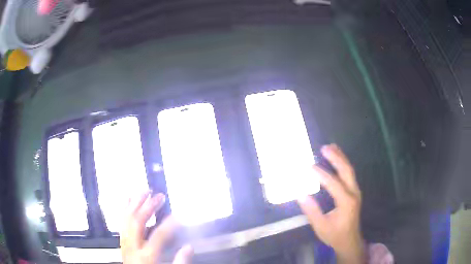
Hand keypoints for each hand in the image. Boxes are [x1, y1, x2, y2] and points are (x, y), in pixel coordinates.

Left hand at [120, 192, 192, 263]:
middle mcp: (133, 246)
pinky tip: (127, 200)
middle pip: (138, 222)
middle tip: (159, 196)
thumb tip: (189, 247)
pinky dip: (124, 209)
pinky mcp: (122, 241)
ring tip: (144, 192)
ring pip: (127, 219)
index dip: (169, 224)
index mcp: (146, 255)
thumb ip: (179, 261)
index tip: (177, 216)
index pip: (158, 236)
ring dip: (135, 203)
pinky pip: (121, 222)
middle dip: (149, 206)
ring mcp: (125, 242)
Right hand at [297, 144, 365, 263]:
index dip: (321, 174)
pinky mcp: (354, 192)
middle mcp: (353, 193)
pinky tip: (337, 159)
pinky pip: (349, 174)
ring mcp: (355, 191)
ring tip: (331, 147)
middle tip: (324, 148)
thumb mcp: (321, 226)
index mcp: (346, 202)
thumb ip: (311, 211)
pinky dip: (343, 164)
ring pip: (350, 170)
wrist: (350, 240)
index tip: (309, 167)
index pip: (333, 184)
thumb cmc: (335, 235)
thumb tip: (300, 194)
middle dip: (336, 158)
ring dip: (341, 158)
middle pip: (346, 171)